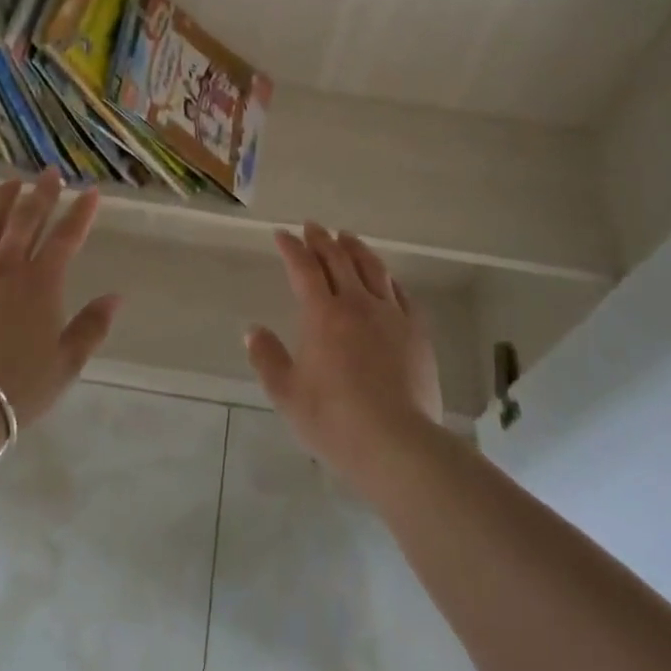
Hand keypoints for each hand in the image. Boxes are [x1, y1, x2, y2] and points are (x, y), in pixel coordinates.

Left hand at [0, 171, 119, 427]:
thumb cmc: (16, 387)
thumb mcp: (65, 364)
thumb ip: (90, 328)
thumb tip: (115, 298)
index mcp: (41, 282)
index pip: (66, 237)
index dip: (81, 213)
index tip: (90, 191)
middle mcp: (6, 266)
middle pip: (26, 219)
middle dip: (41, 193)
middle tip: (49, 172)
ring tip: (9, 182)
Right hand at [246, 223, 442, 488]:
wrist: (398, 444)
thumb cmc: (335, 421)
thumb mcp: (287, 395)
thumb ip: (267, 358)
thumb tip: (254, 330)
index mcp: (322, 315)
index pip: (303, 268)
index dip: (291, 247)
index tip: (282, 234)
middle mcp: (357, 304)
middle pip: (338, 260)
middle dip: (321, 239)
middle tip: (312, 226)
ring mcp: (391, 315)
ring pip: (372, 268)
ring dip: (355, 248)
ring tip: (346, 237)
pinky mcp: (416, 331)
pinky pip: (400, 293)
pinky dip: (387, 277)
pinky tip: (385, 277)